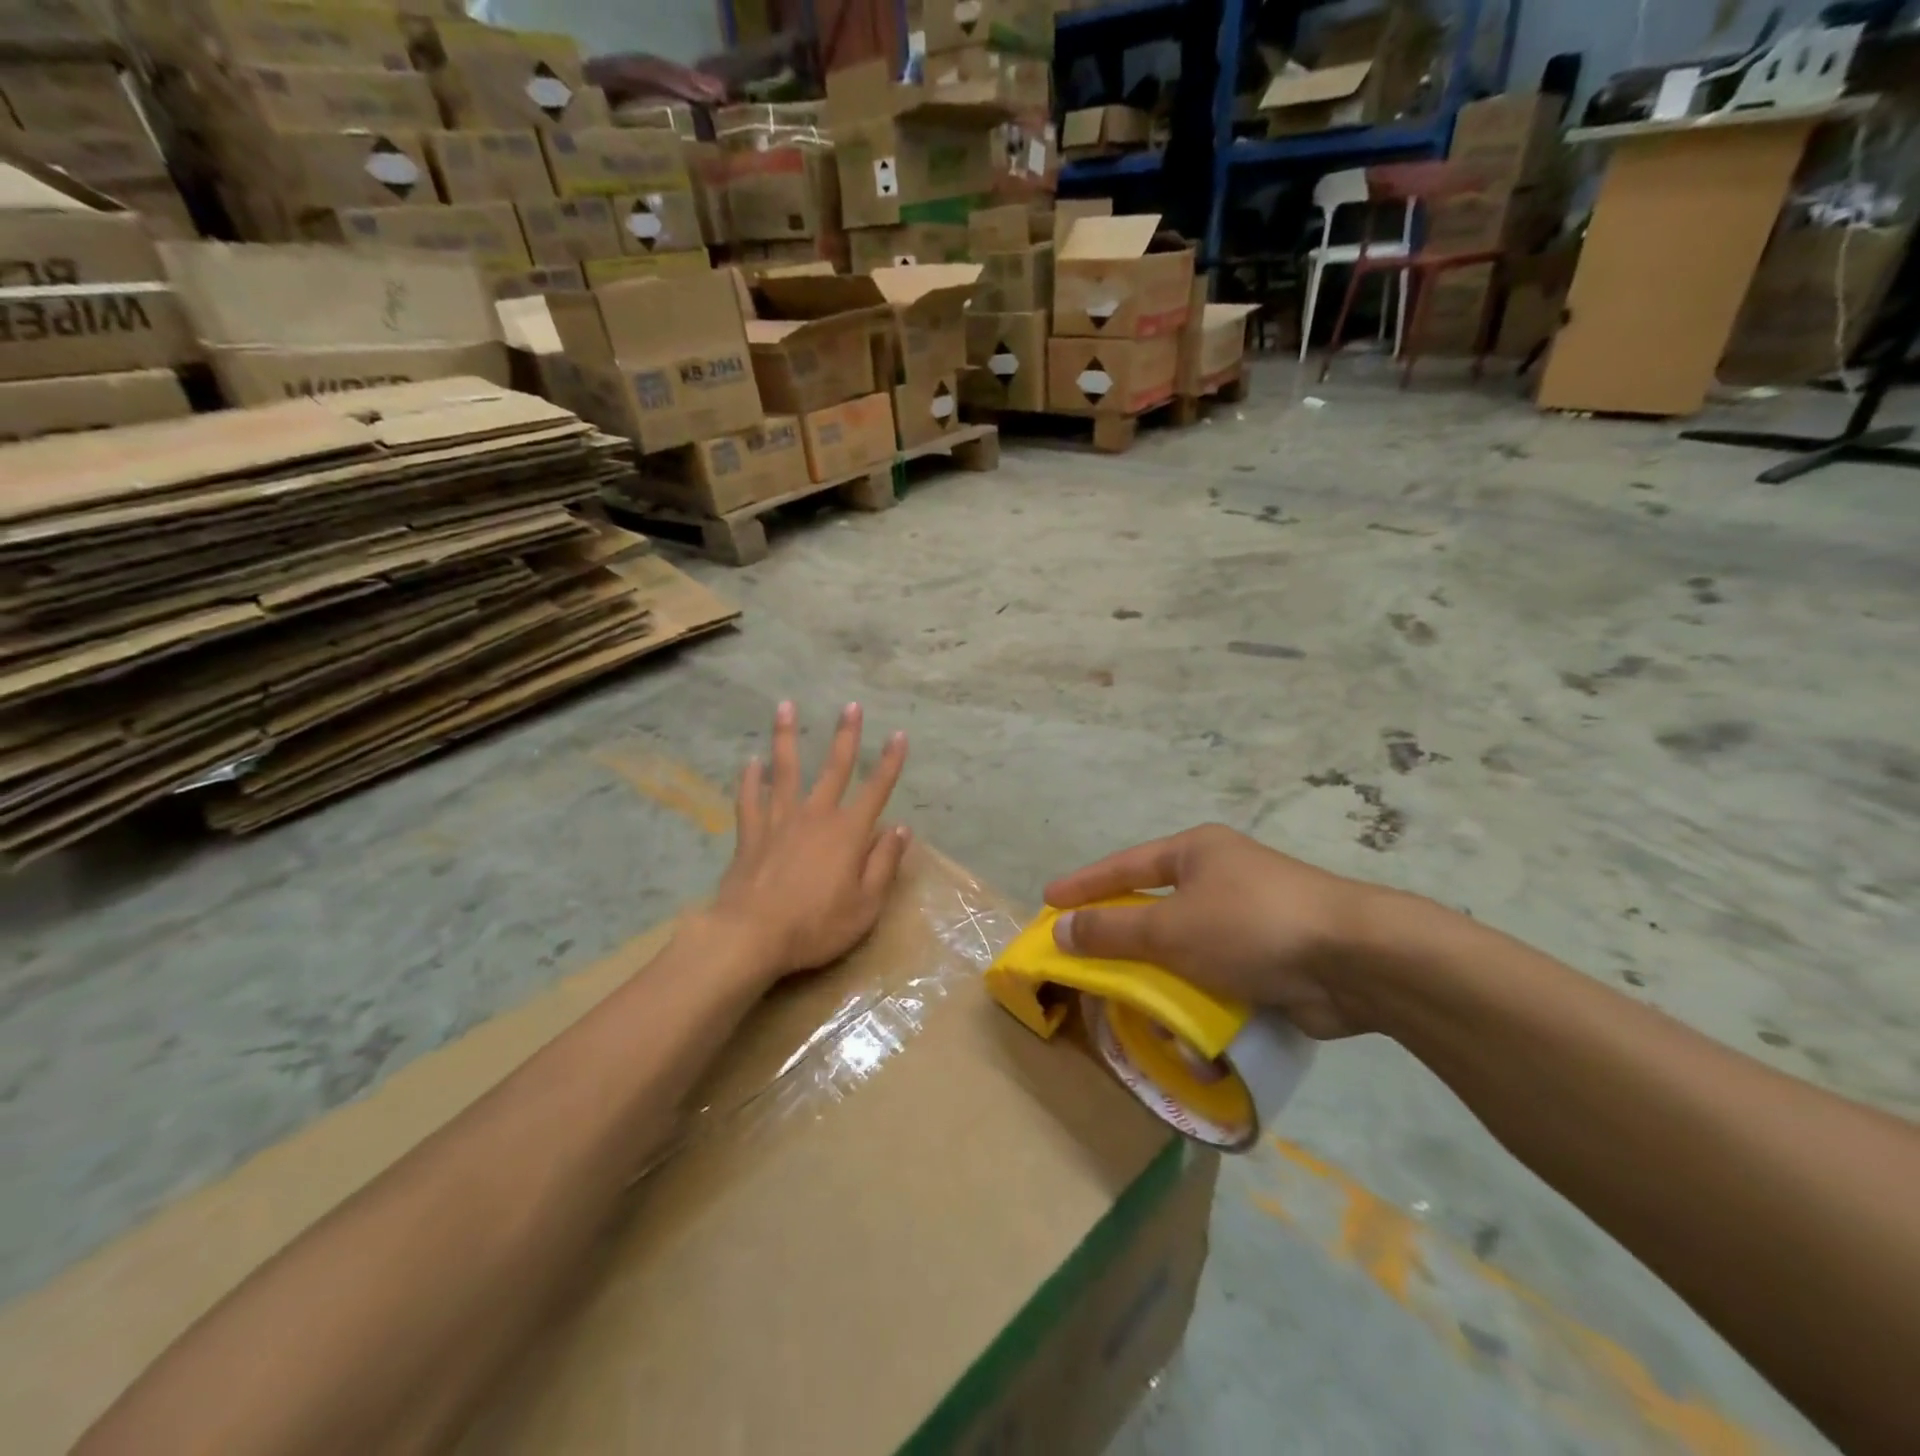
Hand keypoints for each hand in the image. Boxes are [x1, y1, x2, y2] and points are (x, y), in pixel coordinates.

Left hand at [709, 700, 909, 980]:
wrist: (751, 935)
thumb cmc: (816, 925)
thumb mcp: (866, 905)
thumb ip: (884, 864)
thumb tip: (900, 828)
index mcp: (848, 832)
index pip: (876, 790)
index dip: (890, 762)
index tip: (899, 735)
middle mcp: (815, 816)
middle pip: (834, 768)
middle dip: (846, 736)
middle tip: (851, 706)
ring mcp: (779, 821)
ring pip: (785, 770)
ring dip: (786, 737)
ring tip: (785, 707)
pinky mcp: (751, 834)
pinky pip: (749, 799)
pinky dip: (750, 779)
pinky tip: (750, 763)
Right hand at [1044, 824, 1385, 1038]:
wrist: (1355, 960)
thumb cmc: (1250, 926)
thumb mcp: (1170, 928)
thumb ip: (1112, 931)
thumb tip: (1061, 930)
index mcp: (1195, 853)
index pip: (1124, 866)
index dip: (1084, 885)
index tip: (1049, 902)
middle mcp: (1220, 877)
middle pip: (1153, 904)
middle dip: (1119, 932)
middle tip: (1080, 953)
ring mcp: (1248, 916)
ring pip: (1184, 943)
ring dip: (1156, 969)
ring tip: (1122, 992)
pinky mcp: (1270, 956)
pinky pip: (1214, 971)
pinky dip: (1193, 991)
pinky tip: (1174, 1015)